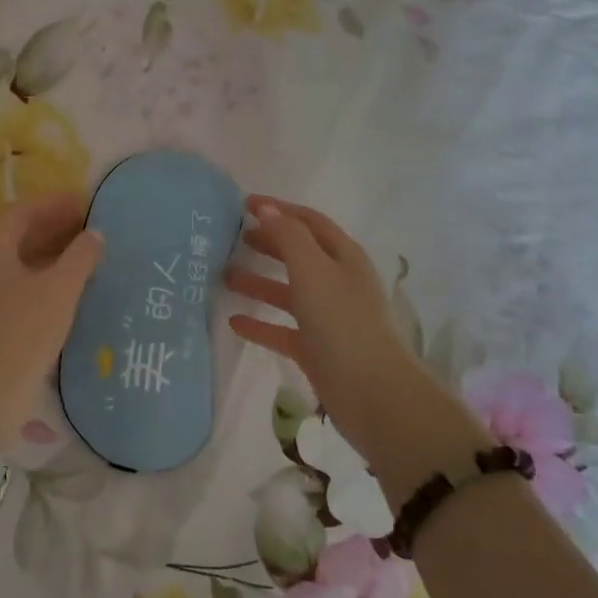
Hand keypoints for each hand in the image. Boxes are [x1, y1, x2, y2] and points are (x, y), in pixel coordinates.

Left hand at [0, 192, 102, 454]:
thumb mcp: (60, 290)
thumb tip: (94, 233)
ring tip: (86, 253)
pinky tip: (70, 288)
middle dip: (54, 225)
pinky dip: (46, 276)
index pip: (21, 210)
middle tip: (90, 225)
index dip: (53, 202)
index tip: (84, 202)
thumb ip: (80, 256)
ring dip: (52, 252)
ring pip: (20, 261)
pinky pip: (21, 284)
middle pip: (18, 234)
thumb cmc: (24, 333)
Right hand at [227, 196, 474, 467]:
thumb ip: (288, 236)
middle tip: (232, 238)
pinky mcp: (316, 349)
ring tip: (224, 276)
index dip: (279, 210)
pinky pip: (282, 329)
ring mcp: (327, 317)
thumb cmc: (343, 322)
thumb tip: (265, 208)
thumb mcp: (314, 270)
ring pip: (288, 292)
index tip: (244, 204)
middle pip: (299, 254)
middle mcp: (337, 282)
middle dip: (268, 243)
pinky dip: (260, 323)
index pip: (309, 222)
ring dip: (258, 282)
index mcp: (343, 257)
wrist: (373, 394)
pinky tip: (233, 322)